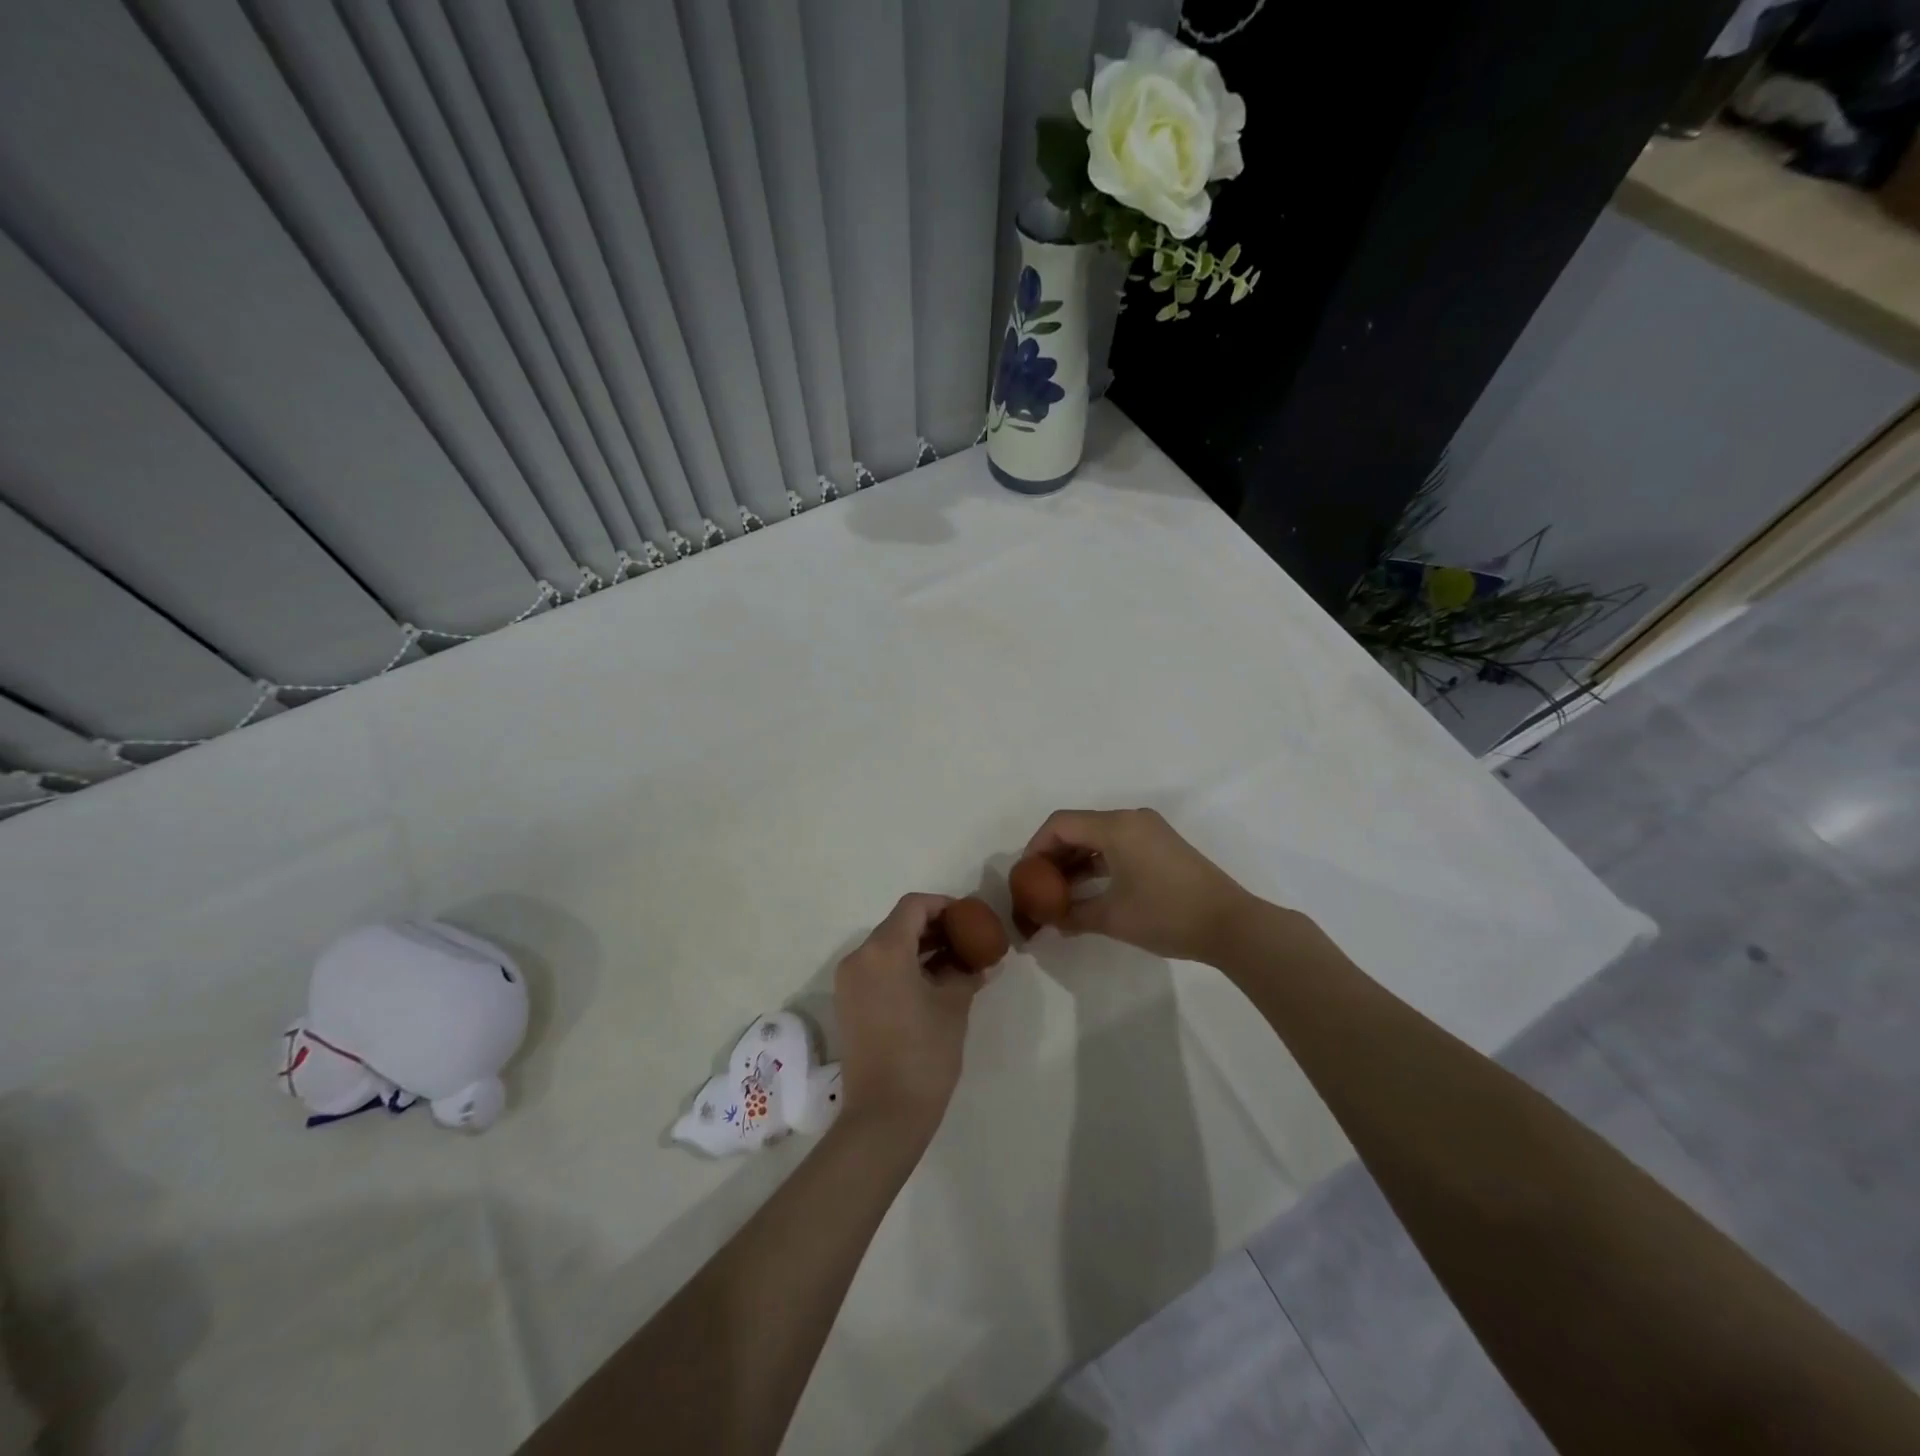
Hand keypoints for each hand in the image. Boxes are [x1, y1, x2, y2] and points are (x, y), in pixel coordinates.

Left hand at [834, 894, 983, 1135]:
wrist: (884, 1116)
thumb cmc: (924, 1053)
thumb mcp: (953, 1006)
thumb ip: (967, 973)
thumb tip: (983, 962)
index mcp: (884, 950)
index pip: (913, 906)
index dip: (943, 905)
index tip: (969, 918)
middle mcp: (859, 958)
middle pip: (898, 925)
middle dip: (934, 928)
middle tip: (967, 940)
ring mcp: (849, 982)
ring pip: (887, 948)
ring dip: (919, 948)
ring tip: (955, 963)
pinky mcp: (848, 1004)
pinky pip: (877, 970)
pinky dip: (903, 967)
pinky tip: (932, 984)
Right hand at [1022, 807, 1253, 963]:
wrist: (1231, 925)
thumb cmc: (1166, 915)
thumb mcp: (1112, 918)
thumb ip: (1073, 915)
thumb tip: (1050, 921)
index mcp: (1116, 827)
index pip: (1060, 824)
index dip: (1035, 847)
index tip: (1025, 876)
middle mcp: (1131, 819)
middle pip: (1078, 827)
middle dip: (1053, 855)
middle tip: (1038, 886)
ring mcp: (1149, 830)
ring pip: (1098, 837)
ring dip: (1076, 861)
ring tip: (1059, 893)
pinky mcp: (1161, 845)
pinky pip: (1117, 845)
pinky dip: (1098, 863)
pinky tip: (1088, 890)